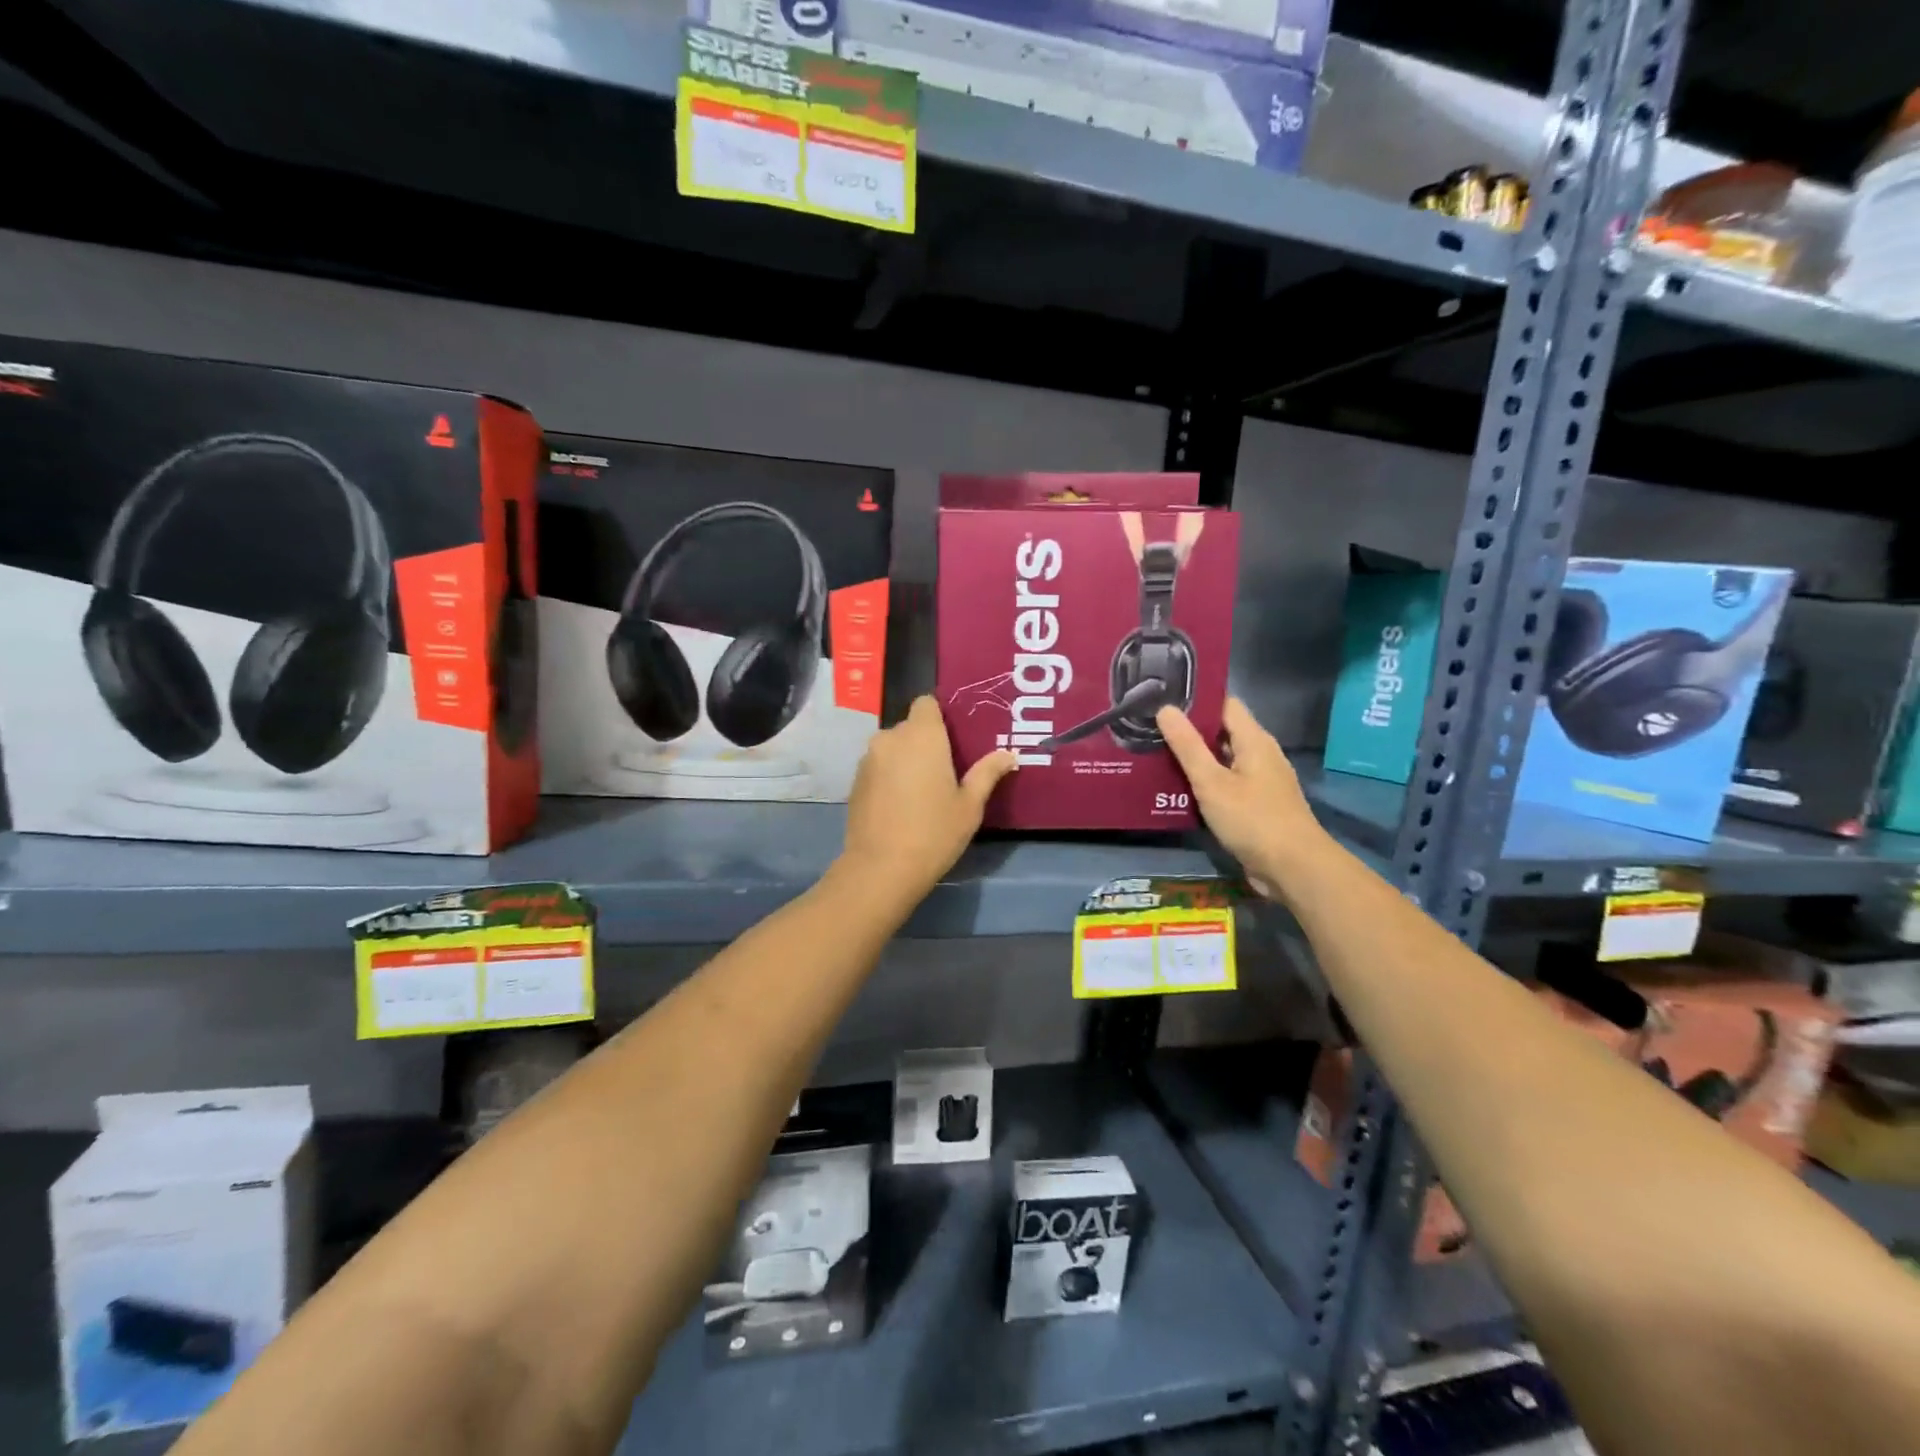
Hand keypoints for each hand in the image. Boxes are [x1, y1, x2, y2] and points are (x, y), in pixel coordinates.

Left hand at [840, 696, 1016, 899]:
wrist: (881, 868)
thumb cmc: (934, 832)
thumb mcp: (970, 805)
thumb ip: (988, 773)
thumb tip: (1008, 754)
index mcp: (922, 736)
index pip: (926, 703)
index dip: (939, 716)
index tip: (954, 738)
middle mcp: (890, 738)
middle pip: (910, 726)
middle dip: (926, 741)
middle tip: (946, 769)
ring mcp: (868, 759)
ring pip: (892, 747)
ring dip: (906, 759)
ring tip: (923, 789)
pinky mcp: (855, 781)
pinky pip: (878, 767)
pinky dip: (889, 776)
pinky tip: (900, 804)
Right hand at [1156, 697, 1329, 900]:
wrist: (1294, 869)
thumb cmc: (1253, 819)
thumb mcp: (1212, 782)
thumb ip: (1188, 746)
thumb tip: (1165, 708)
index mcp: (1254, 740)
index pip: (1224, 704)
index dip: (1196, 699)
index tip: (1163, 697)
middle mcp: (1260, 754)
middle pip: (1222, 731)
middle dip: (1189, 729)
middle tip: (1151, 727)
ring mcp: (1260, 781)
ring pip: (1222, 759)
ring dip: (1195, 758)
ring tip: (1155, 754)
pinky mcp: (1256, 804)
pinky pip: (1226, 783)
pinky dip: (1204, 781)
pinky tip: (1177, 788)